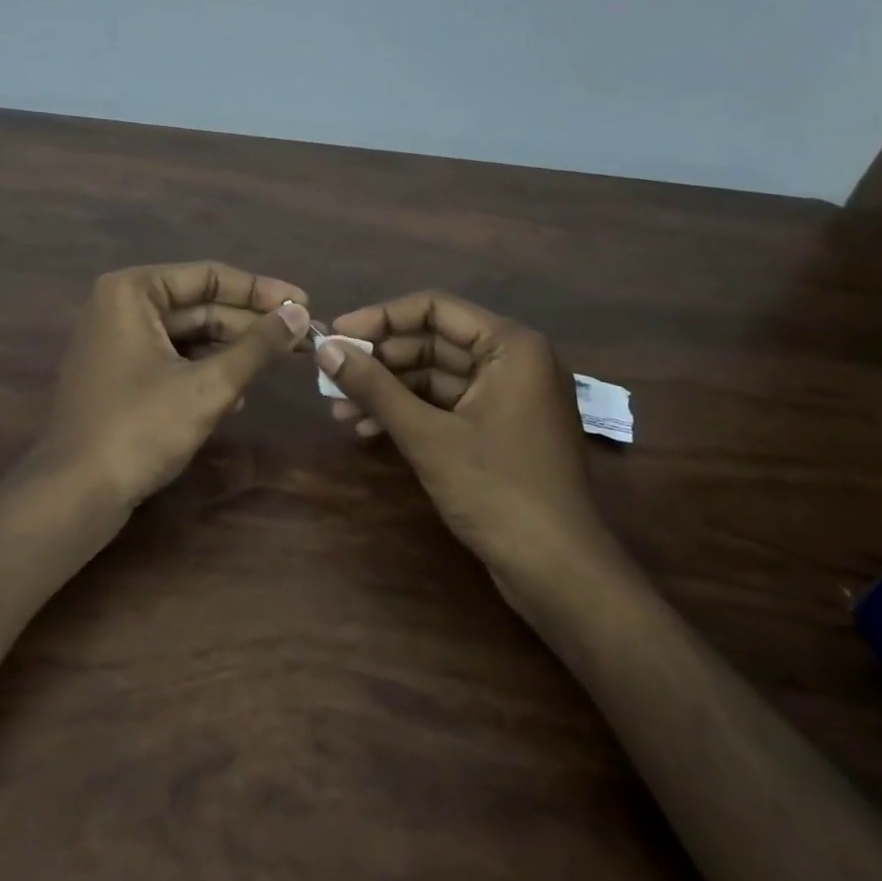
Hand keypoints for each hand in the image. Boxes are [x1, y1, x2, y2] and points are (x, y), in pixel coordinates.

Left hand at [31, 261, 311, 510]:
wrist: (74, 494)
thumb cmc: (140, 428)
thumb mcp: (208, 386)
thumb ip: (257, 346)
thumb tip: (300, 314)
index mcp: (133, 292)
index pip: (209, 277)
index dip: (261, 291)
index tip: (304, 302)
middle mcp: (120, 307)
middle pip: (199, 306)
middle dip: (250, 325)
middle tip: (303, 336)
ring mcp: (116, 343)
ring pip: (188, 337)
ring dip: (232, 352)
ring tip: (282, 362)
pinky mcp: (119, 377)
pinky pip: (171, 361)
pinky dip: (205, 374)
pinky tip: (239, 396)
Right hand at [314, 291, 610, 585]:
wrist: (557, 572)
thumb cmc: (497, 491)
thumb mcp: (427, 436)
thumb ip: (374, 388)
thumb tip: (324, 350)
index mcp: (511, 346)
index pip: (434, 308)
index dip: (380, 318)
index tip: (336, 335)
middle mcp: (513, 361)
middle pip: (433, 341)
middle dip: (380, 360)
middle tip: (331, 374)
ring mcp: (507, 397)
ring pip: (435, 376)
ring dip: (388, 390)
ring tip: (340, 409)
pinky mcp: (498, 428)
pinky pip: (446, 405)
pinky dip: (409, 413)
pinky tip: (368, 429)